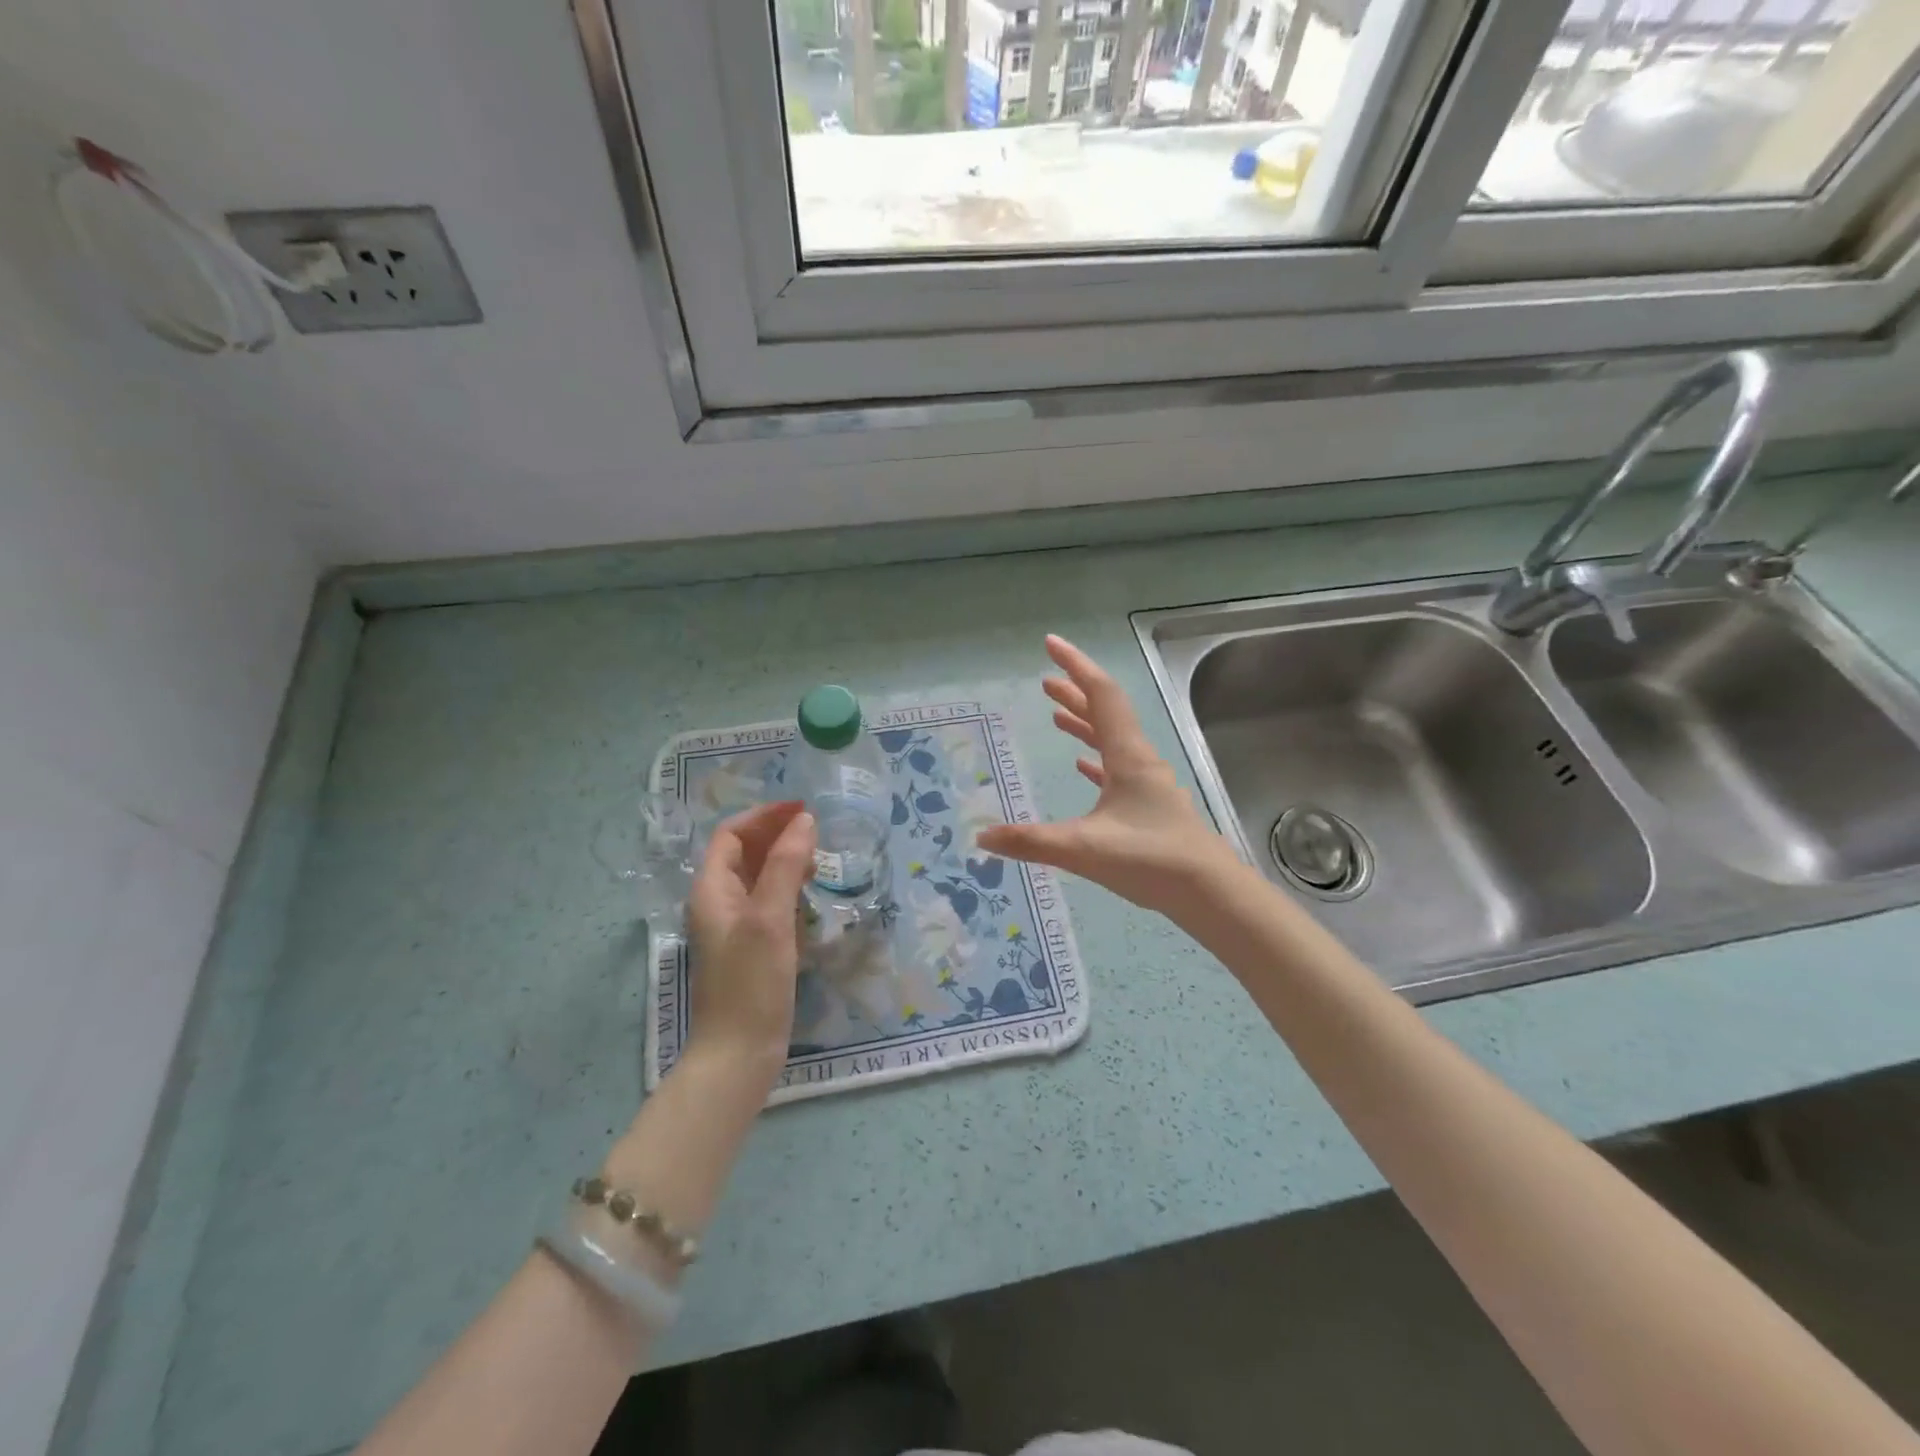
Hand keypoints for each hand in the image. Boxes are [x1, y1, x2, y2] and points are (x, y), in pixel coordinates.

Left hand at [683, 800, 816, 1080]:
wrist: (739, 1054)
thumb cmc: (751, 983)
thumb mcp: (769, 918)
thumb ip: (785, 865)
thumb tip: (804, 820)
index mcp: (711, 890)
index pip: (731, 835)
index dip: (764, 816)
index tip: (803, 809)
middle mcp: (718, 903)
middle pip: (743, 853)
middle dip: (776, 835)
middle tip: (816, 833)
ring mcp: (734, 927)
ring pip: (757, 878)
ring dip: (784, 860)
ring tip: (819, 859)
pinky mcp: (751, 947)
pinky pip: (768, 903)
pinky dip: (788, 889)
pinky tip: (811, 895)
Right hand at [978, 635, 1237, 919]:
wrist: (1208, 893)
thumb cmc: (1149, 860)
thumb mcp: (1083, 849)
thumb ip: (1030, 842)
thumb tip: (981, 836)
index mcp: (1127, 756)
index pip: (1100, 695)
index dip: (1075, 666)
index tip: (1051, 644)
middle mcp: (1139, 761)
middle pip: (1105, 713)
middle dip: (1075, 692)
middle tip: (1045, 680)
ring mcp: (1147, 784)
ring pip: (1112, 741)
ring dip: (1084, 723)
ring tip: (1056, 714)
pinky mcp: (1149, 808)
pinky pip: (1117, 770)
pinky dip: (1096, 760)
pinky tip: (1083, 766)